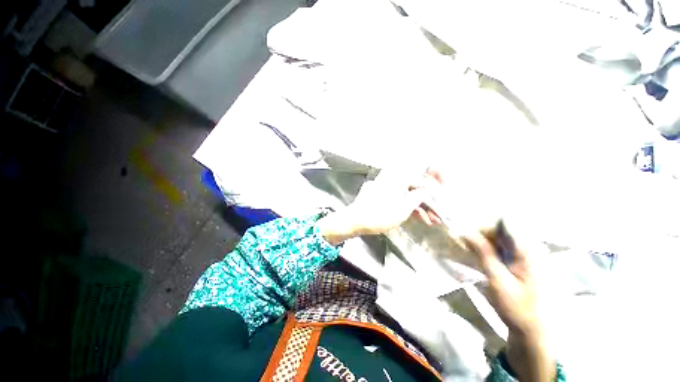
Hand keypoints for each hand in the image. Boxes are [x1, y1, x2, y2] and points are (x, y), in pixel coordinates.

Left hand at [318, 168, 441, 244]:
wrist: (355, 220)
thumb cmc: (380, 215)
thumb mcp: (404, 208)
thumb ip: (419, 196)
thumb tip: (428, 189)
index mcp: (399, 176)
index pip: (423, 168)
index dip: (437, 175)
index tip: (444, 185)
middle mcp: (393, 176)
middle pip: (417, 182)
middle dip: (429, 196)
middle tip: (439, 210)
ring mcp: (387, 185)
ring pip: (409, 191)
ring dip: (421, 204)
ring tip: (431, 219)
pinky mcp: (382, 194)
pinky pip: (400, 195)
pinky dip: (409, 204)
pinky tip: (418, 217)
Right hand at [464, 230, 554, 381]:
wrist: (535, 332)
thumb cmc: (517, 307)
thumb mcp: (498, 280)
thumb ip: (484, 254)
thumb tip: (467, 233)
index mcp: (529, 252)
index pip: (503, 226)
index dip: (483, 230)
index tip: (468, 240)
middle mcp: (533, 249)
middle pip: (503, 232)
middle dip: (483, 238)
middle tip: (469, 249)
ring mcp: (532, 257)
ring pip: (504, 241)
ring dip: (487, 245)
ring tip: (476, 257)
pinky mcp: (529, 265)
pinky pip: (508, 250)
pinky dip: (494, 252)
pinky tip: (487, 263)